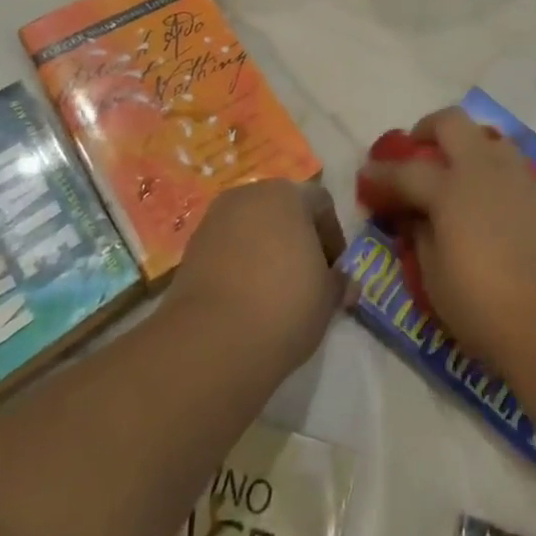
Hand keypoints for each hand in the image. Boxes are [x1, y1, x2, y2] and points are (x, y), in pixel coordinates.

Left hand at [167, 179, 348, 379]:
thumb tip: (345, 283)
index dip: (333, 237)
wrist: (212, 341)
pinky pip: (226, 249)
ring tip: (273, 293)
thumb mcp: (327, 298)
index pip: (321, 203)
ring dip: (265, 252)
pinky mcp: (191, 248)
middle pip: (282, 210)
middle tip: (306, 279)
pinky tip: (245, 300)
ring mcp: (215, 219)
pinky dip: (239, 266)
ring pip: (252, 229)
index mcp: (288, 194)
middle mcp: (250, 195)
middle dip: (297, 240)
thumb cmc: (285, 305)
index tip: (334, 272)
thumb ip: (338, 283)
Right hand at [356, 108, 535, 377]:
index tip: (366, 175)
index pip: (405, 171)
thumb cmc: (486, 306)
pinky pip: (510, 162)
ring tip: (455, 171)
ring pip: (487, 136)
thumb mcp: (434, 279)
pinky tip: (487, 196)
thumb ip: (421, 237)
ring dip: (465, 143)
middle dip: (427, 129)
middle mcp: (483, 169)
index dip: (381, 173)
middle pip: (451, 123)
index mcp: (450, 189)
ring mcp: (517, 177)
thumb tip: (417, 216)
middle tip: (416, 151)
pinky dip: (491, 167)